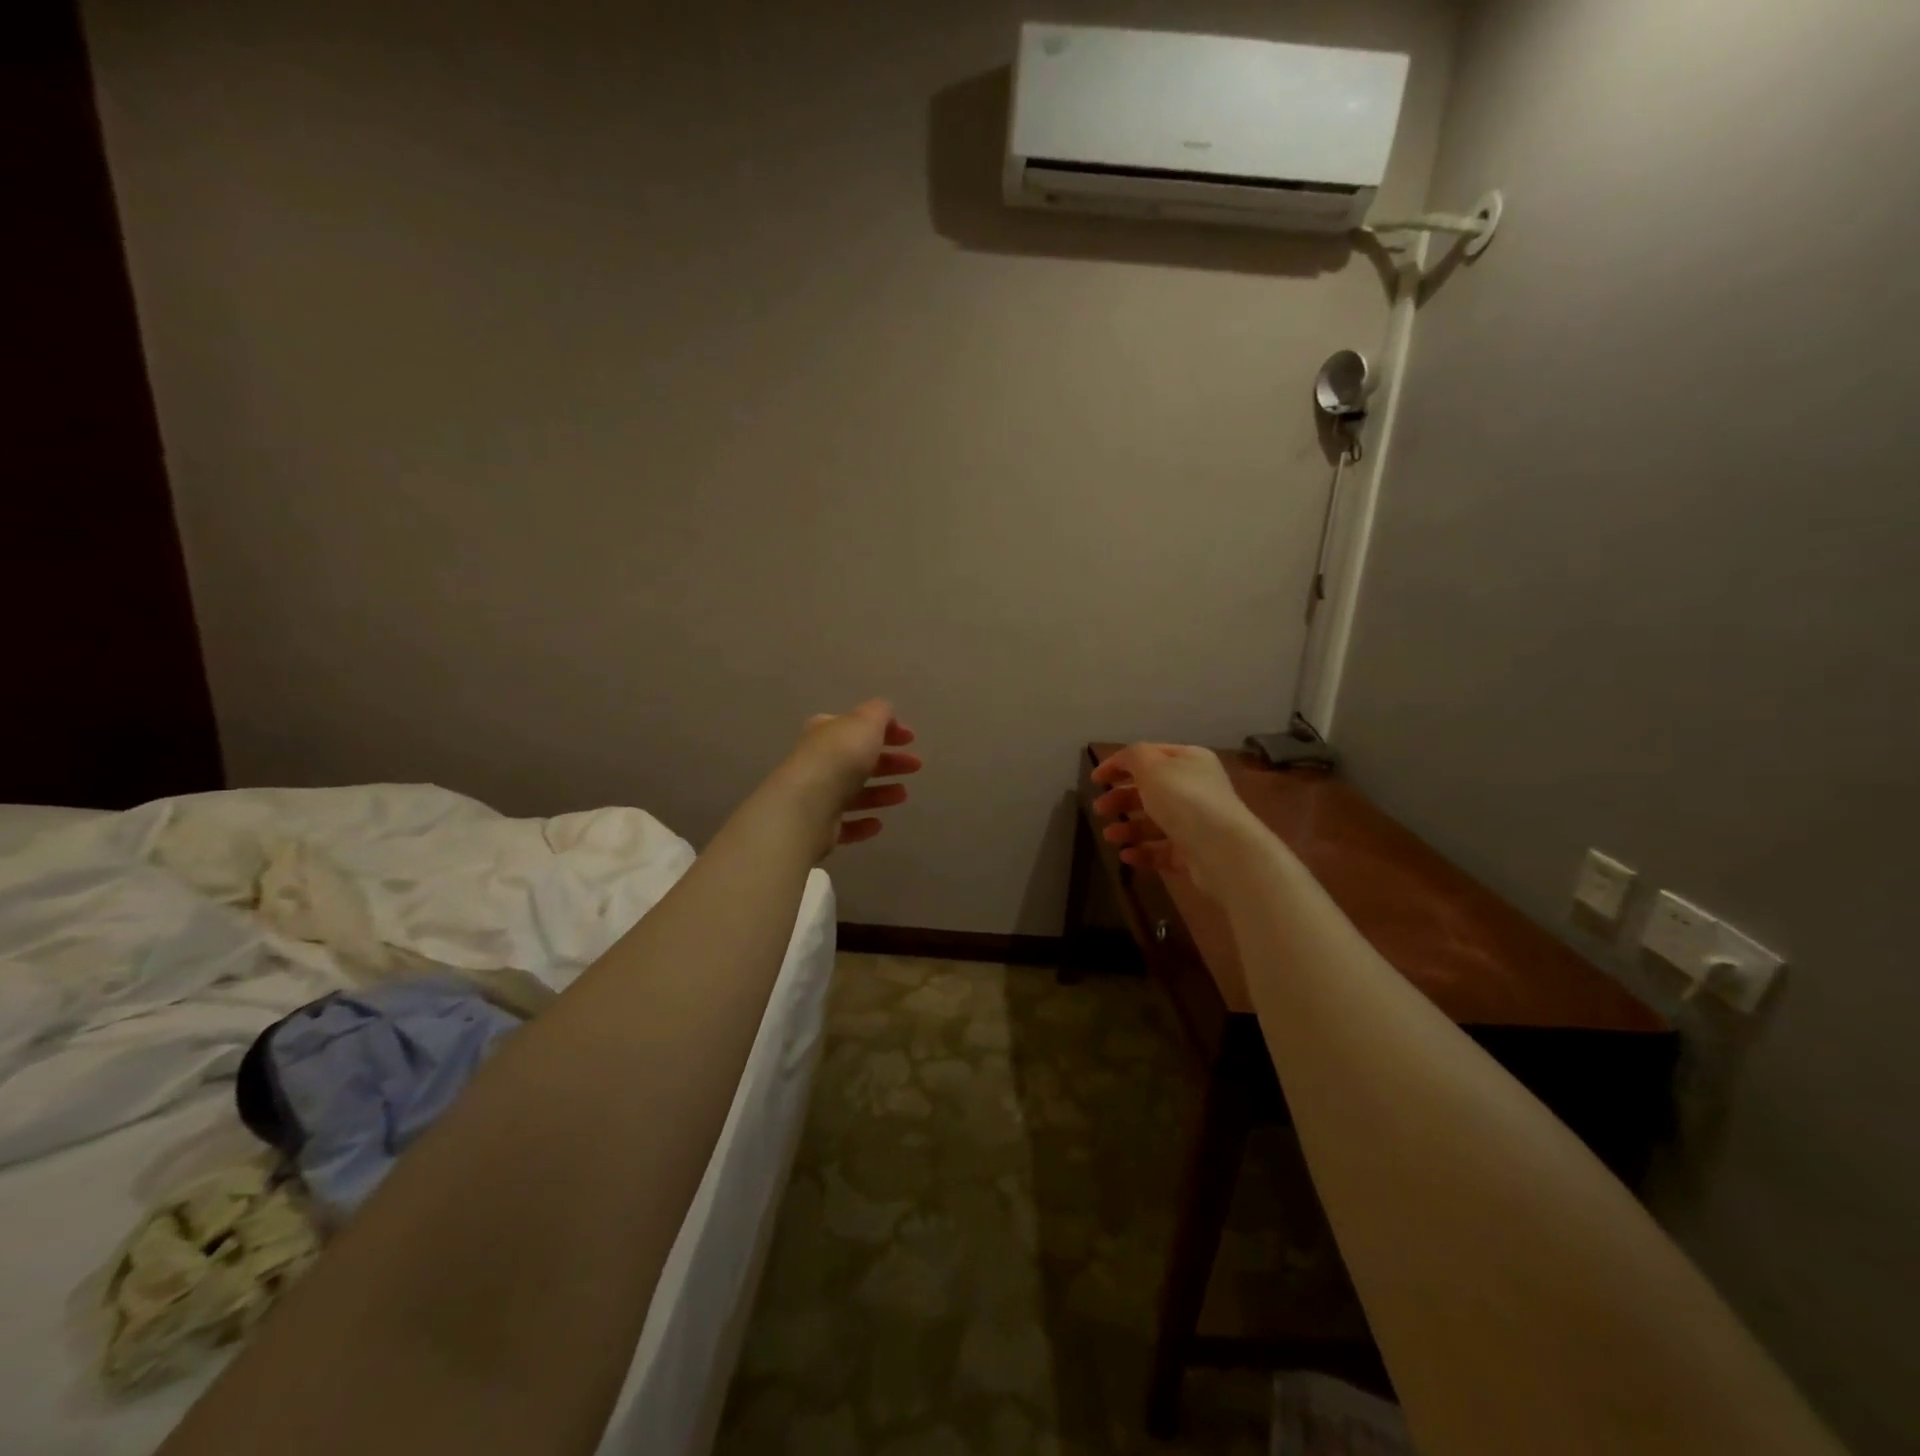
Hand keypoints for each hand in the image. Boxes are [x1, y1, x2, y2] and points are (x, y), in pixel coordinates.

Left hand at [773, 699, 921, 853]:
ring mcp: (817, 795)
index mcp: (826, 733)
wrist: (808, 806)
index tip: (911, 739)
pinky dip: (862, 823)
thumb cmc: (840, 757)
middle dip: (888, 762)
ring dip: (880, 793)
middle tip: (915, 766)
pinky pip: (845, 824)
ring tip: (902, 795)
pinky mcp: (819, 827)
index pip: (857, 726)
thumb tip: (886, 715)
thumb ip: (879, 713)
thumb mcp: (865, 721)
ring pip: (853, 793)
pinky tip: (878, 824)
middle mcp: (818, 762)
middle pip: (858, 760)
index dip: (886, 730)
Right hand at [1090, 743, 1264, 891]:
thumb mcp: (1152, 766)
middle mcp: (1195, 788)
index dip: (1119, 764)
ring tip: (1110, 836)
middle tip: (1099, 809)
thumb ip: (1132, 757)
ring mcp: (1196, 822)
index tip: (1095, 779)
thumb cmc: (1183, 799)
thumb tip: (1123, 760)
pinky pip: (1162, 850)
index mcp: (1189, 761)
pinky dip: (1143, 852)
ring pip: (1154, 822)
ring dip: (1128, 827)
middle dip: (1121, 798)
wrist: (1222, 850)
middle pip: (1150, 790)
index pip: (1149, 755)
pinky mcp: (1194, 853)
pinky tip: (1126, 856)